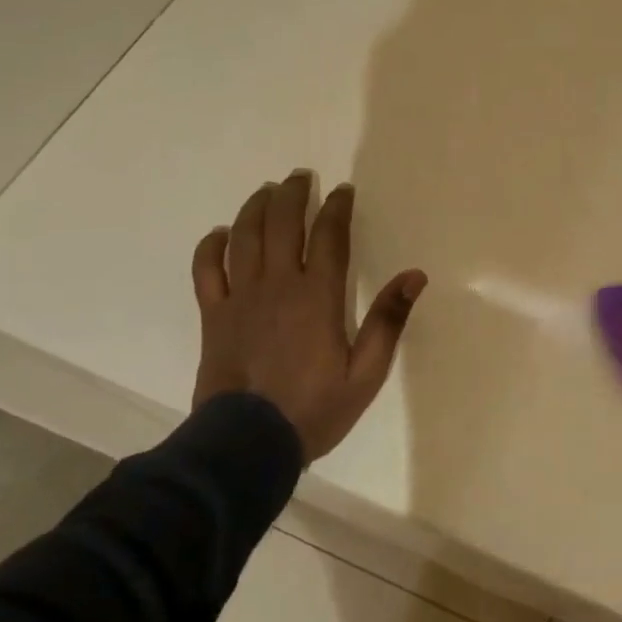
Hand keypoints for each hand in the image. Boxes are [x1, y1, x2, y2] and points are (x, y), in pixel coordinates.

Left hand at [191, 170, 426, 461]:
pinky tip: (221, 234)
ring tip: (267, 191)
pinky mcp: (213, 316)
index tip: (342, 190)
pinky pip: (207, 270)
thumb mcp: (366, 373)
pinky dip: (212, 246)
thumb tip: (414, 276)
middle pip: (282, 224)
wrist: (246, 445)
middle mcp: (278, 285)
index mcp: (317, 296)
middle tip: (301, 177)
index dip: (336, 207)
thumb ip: (388, 321)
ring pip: (244, 237)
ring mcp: (240, 298)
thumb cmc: (314, 409)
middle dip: (292, 194)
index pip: (329, 236)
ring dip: (256, 208)